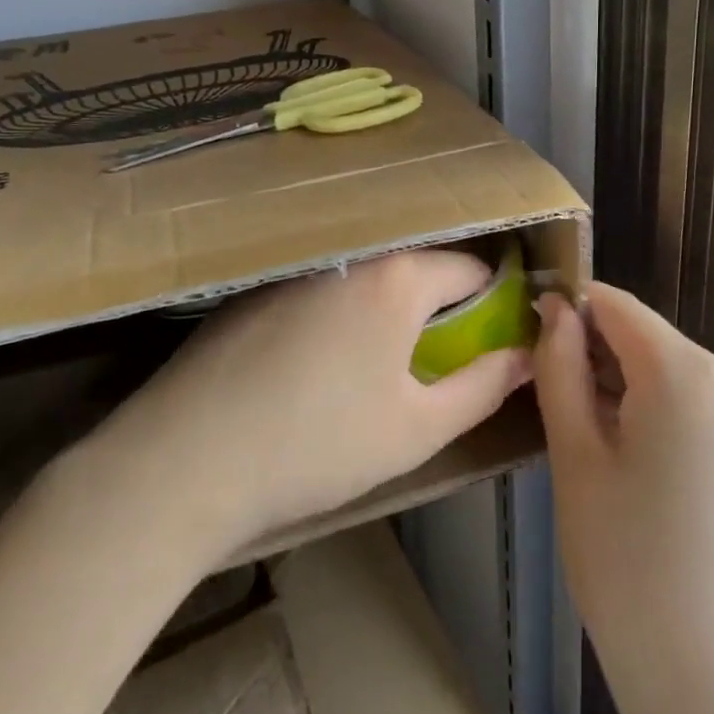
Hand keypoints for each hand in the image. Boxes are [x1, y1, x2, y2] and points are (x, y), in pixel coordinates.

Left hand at [116, 250, 533, 551]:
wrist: (187, 458)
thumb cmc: (318, 444)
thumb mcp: (416, 428)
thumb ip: (483, 386)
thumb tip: (526, 357)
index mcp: (396, 278)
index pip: (470, 268)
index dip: (492, 303)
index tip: (490, 339)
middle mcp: (349, 255)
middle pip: (415, 267)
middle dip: (437, 305)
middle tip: (432, 360)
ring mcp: (296, 267)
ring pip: (364, 278)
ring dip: (383, 309)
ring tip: (372, 365)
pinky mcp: (255, 288)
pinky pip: (319, 288)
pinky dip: (336, 314)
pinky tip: (312, 364)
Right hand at [534, 285, 713, 713]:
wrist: (712, 679)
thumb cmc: (626, 564)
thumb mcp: (575, 456)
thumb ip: (560, 366)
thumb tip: (555, 307)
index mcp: (688, 373)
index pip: (616, 305)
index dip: (570, 309)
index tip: (532, 335)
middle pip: (646, 338)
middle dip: (596, 355)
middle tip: (554, 405)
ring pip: (670, 369)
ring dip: (624, 385)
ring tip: (590, 442)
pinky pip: (698, 401)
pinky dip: (658, 410)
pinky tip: (634, 461)